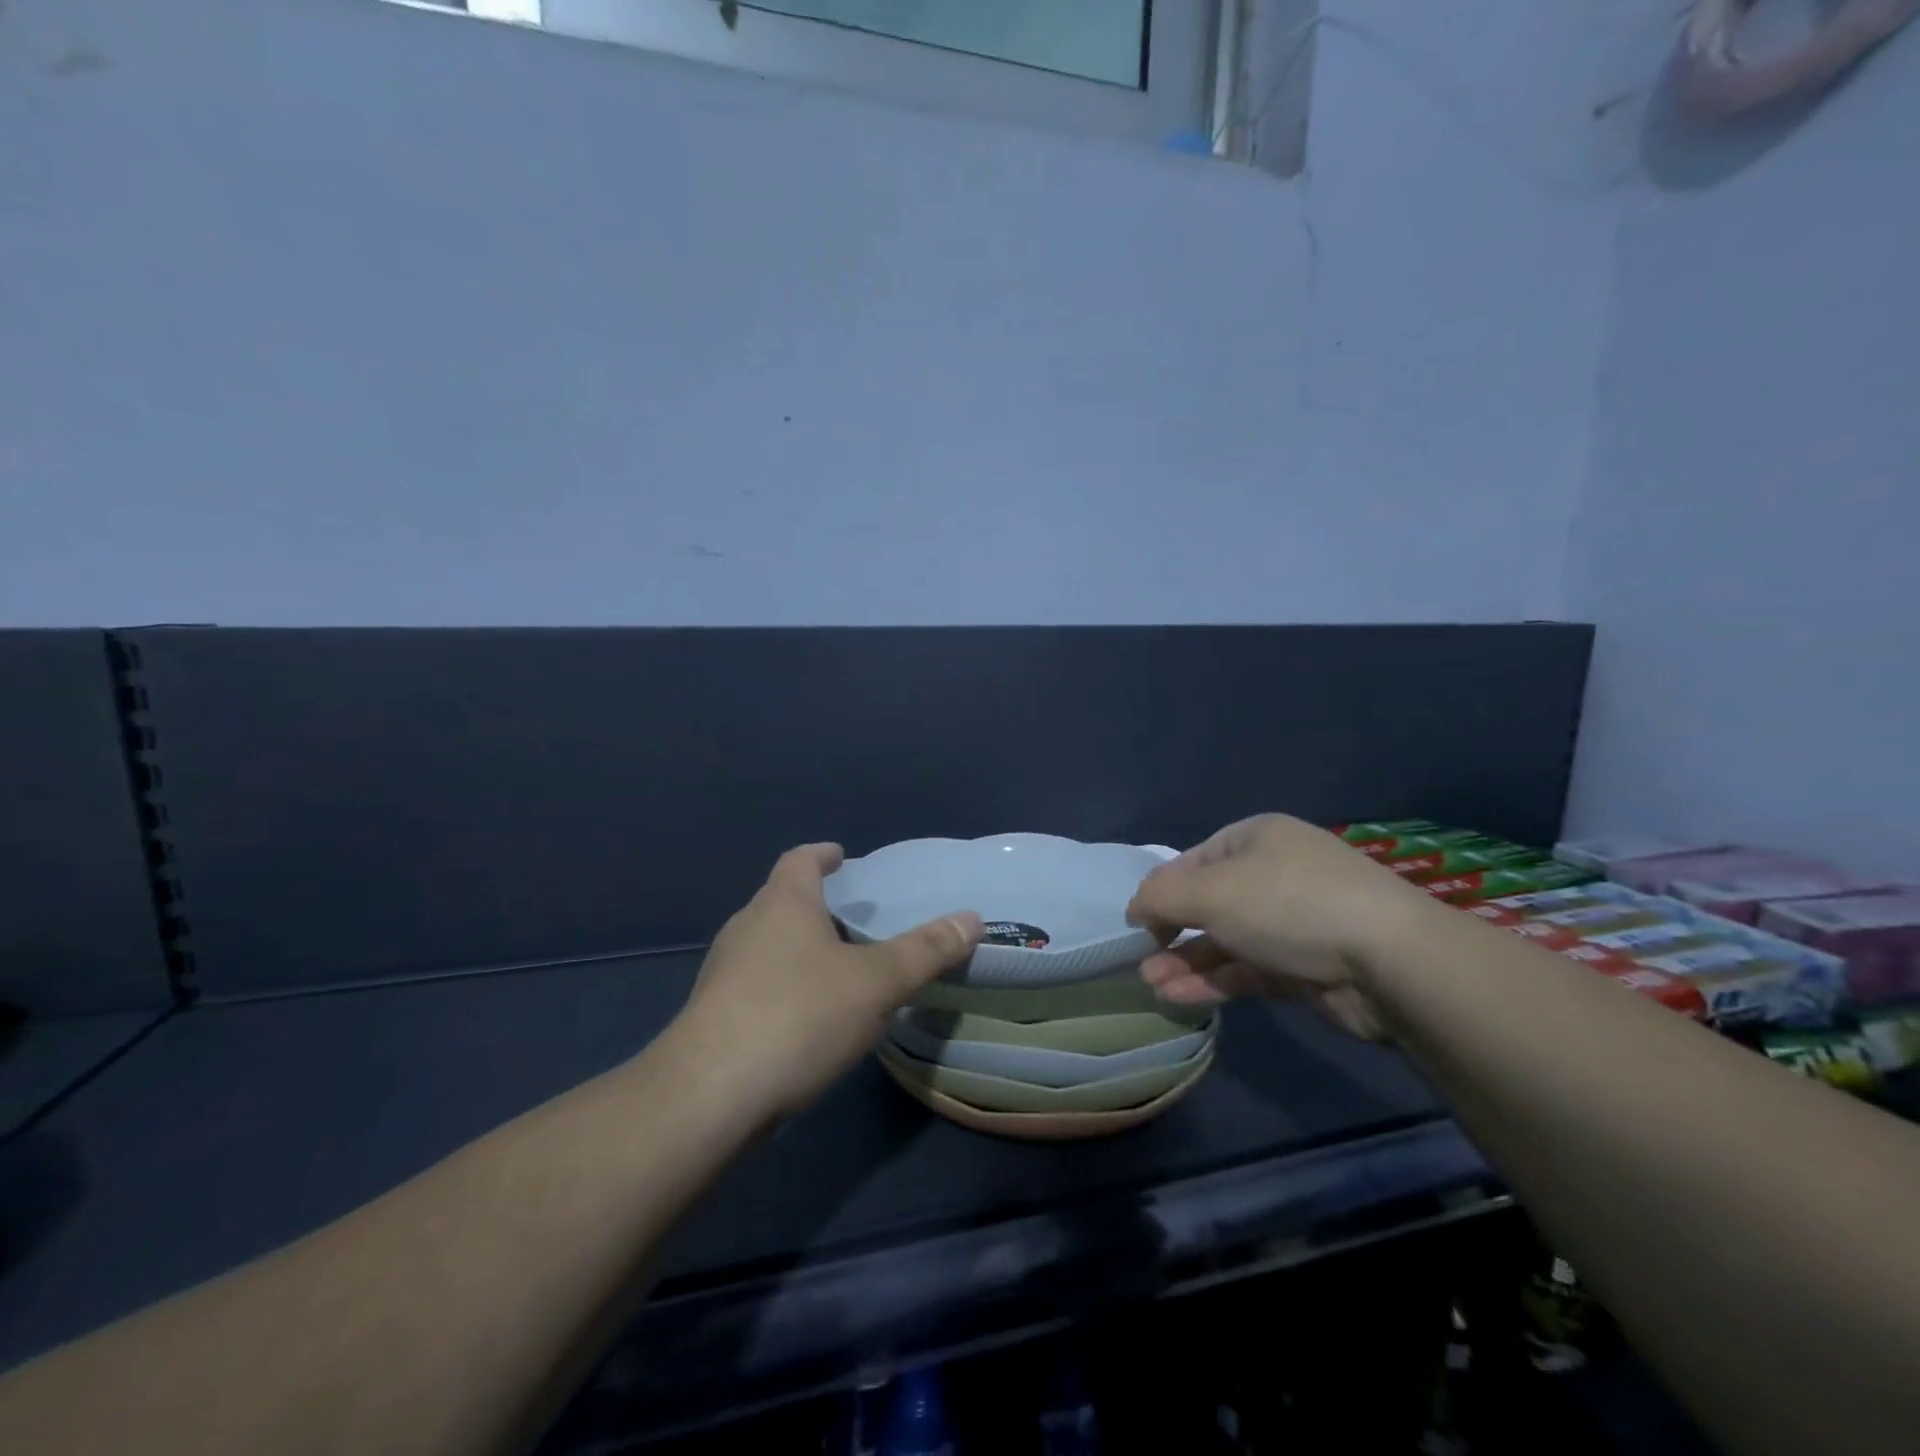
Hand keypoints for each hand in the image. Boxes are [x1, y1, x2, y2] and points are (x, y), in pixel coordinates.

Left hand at [675, 844, 982, 1119]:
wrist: (708, 1096)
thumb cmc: (798, 1016)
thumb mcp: (876, 982)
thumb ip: (925, 951)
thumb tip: (972, 918)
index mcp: (783, 904)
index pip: (800, 860)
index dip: (822, 855)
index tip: (841, 856)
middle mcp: (747, 928)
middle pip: (782, 901)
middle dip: (816, 904)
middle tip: (854, 917)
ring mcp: (723, 973)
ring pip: (768, 945)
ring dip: (799, 947)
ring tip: (837, 967)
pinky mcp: (713, 1017)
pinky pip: (756, 984)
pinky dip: (785, 985)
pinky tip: (807, 1017)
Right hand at [1126, 814, 1439, 1039]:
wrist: (1390, 962)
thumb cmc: (1288, 904)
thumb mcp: (1211, 891)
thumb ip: (1161, 897)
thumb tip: (1136, 909)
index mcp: (1255, 839)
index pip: (1192, 861)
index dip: (1160, 890)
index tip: (1135, 922)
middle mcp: (1273, 874)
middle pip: (1208, 902)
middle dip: (1170, 931)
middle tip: (1140, 959)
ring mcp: (1292, 922)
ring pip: (1225, 940)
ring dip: (1186, 960)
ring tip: (1151, 983)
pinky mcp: (1304, 967)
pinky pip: (1247, 969)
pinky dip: (1213, 981)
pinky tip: (1179, 997)